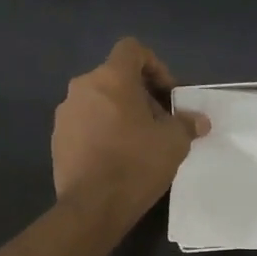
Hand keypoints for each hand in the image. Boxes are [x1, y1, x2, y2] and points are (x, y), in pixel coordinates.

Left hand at [53, 39, 209, 218]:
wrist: (92, 206)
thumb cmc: (137, 163)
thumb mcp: (174, 142)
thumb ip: (186, 124)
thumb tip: (199, 121)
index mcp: (111, 78)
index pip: (132, 49)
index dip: (155, 65)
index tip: (168, 94)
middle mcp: (83, 87)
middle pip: (116, 77)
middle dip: (141, 94)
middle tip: (160, 121)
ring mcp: (65, 113)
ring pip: (99, 100)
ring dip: (120, 112)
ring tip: (139, 141)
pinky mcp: (57, 138)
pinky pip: (85, 122)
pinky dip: (102, 130)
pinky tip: (117, 157)